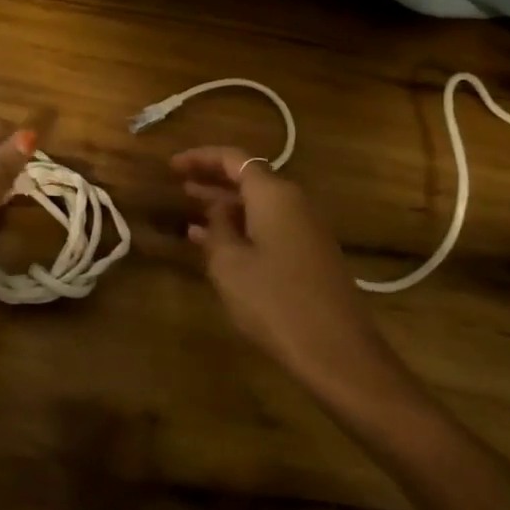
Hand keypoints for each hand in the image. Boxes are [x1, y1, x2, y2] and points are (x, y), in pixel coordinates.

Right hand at [175, 147, 398, 397]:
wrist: (337, 351)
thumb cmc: (275, 302)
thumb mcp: (230, 264)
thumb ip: (217, 229)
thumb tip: (217, 210)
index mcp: (273, 194)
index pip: (233, 158)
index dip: (200, 157)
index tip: (172, 166)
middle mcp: (294, 201)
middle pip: (248, 178)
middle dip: (212, 179)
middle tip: (177, 183)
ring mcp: (306, 228)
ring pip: (258, 204)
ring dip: (225, 206)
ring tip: (190, 211)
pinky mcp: (311, 253)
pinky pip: (270, 226)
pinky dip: (242, 227)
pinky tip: (217, 244)